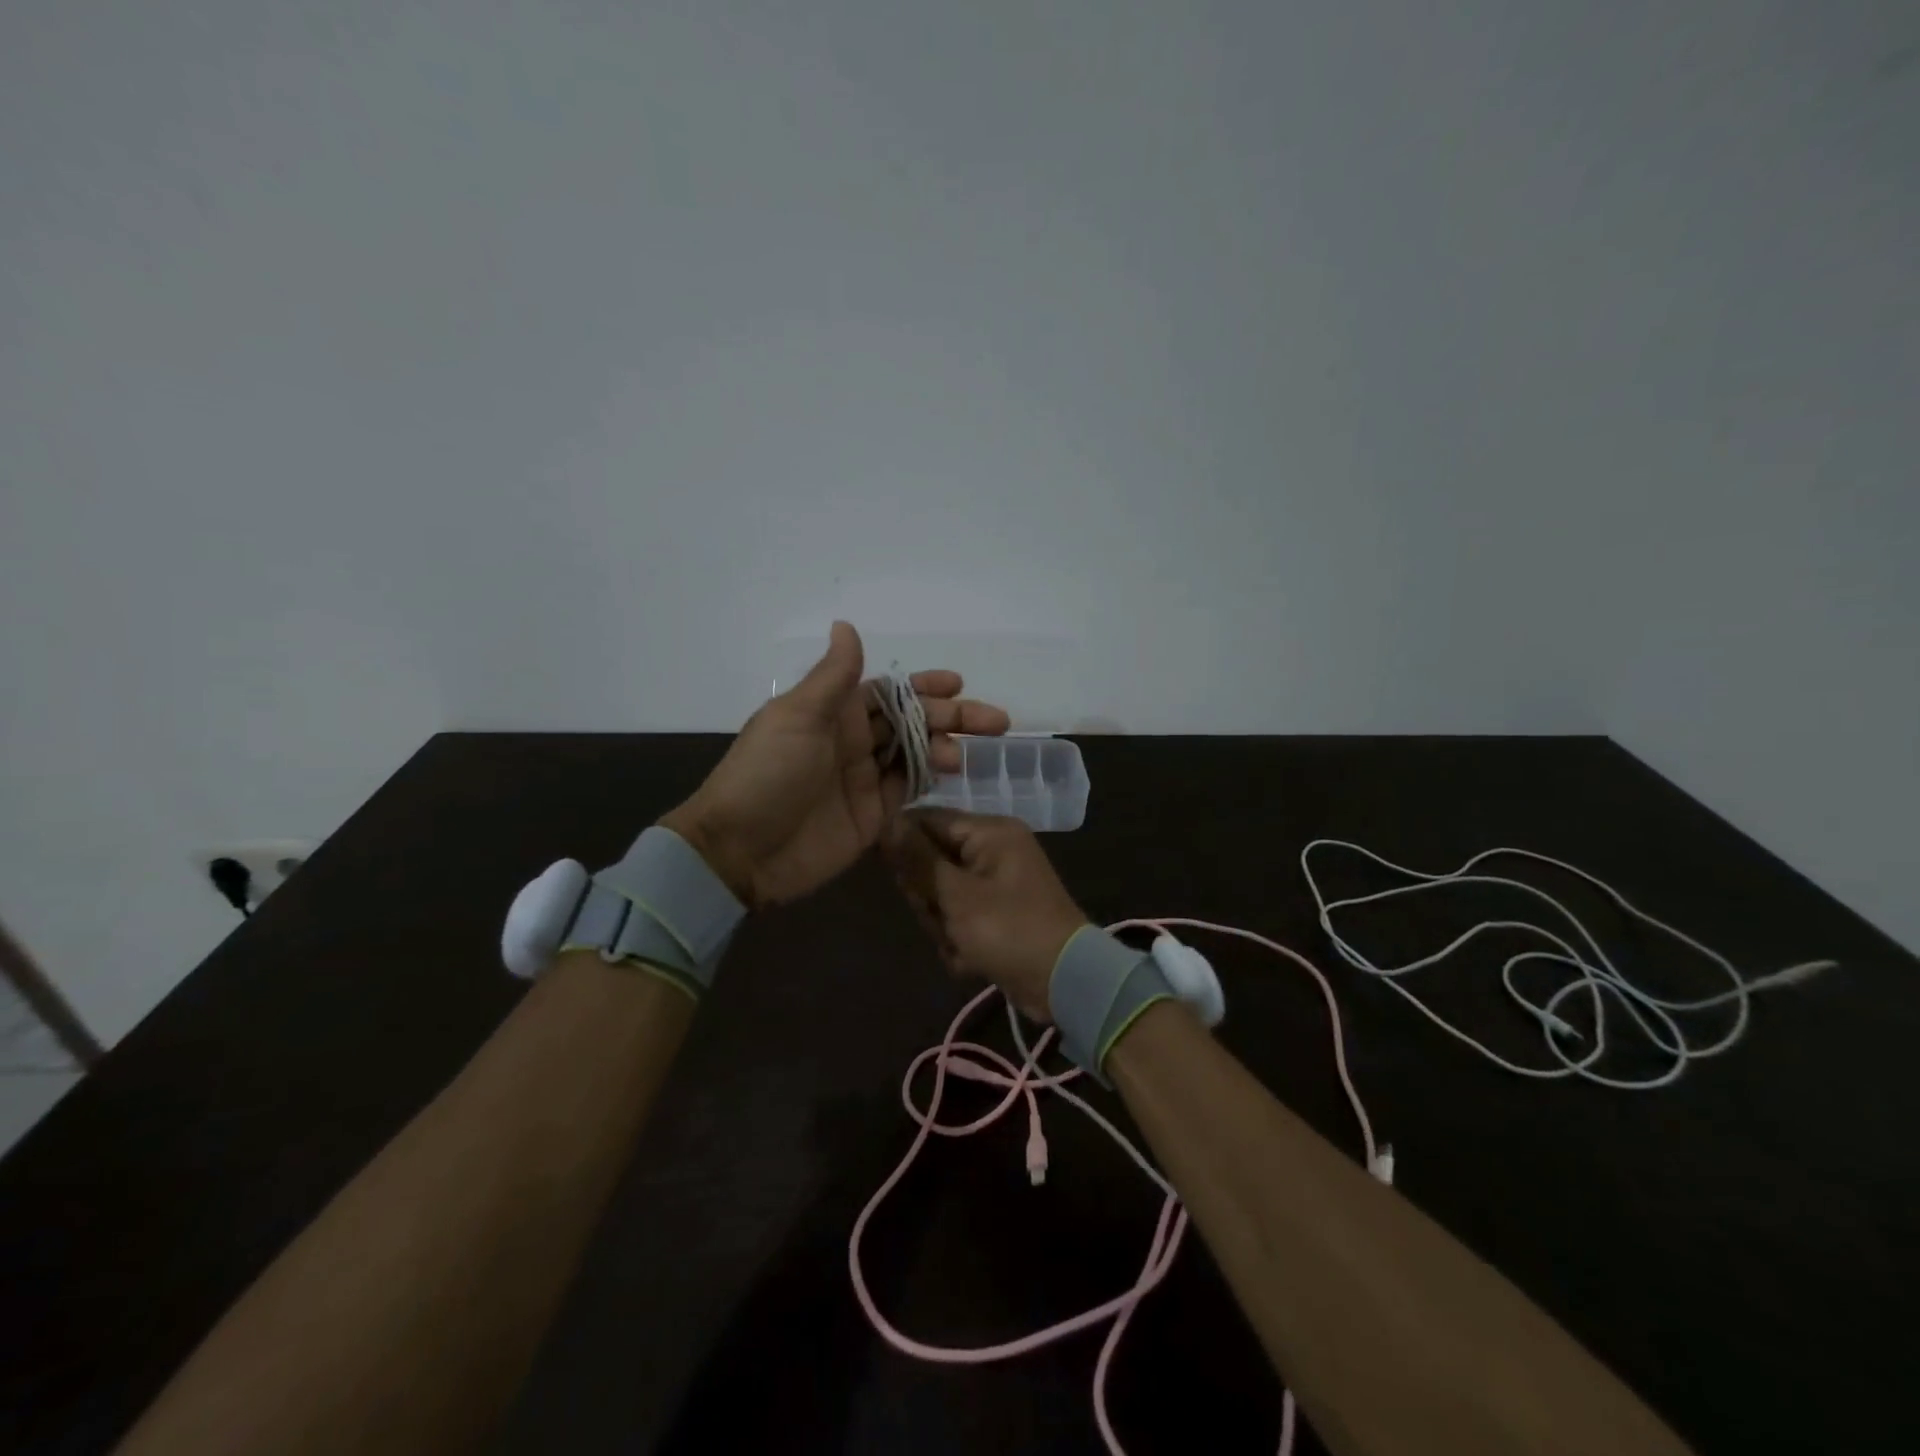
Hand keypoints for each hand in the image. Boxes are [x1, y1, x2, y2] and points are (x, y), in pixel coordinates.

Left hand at [661, 622, 1009, 907]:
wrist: (742, 850)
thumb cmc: (768, 773)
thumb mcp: (798, 716)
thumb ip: (833, 676)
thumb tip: (846, 625)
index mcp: (834, 713)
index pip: (889, 692)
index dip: (924, 686)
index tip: (959, 683)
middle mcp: (853, 741)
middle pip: (911, 722)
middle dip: (950, 716)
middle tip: (993, 720)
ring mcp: (864, 780)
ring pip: (916, 755)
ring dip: (944, 748)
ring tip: (962, 756)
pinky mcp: (872, 816)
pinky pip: (908, 790)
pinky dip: (931, 780)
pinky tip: (951, 774)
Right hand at [882, 808, 1088, 1020]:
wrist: (1064, 982)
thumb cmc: (1009, 929)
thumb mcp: (957, 894)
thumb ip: (918, 859)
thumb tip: (888, 822)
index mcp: (990, 832)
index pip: (928, 819)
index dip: (903, 844)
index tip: (890, 873)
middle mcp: (993, 850)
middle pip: (931, 860)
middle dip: (929, 896)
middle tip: (942, 917)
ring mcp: (995, 883)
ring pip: (941, 894)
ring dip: (943, 924)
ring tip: (961, 944)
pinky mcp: (996, 913)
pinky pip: (959, 917)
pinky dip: (960, 939)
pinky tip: (971, 958)